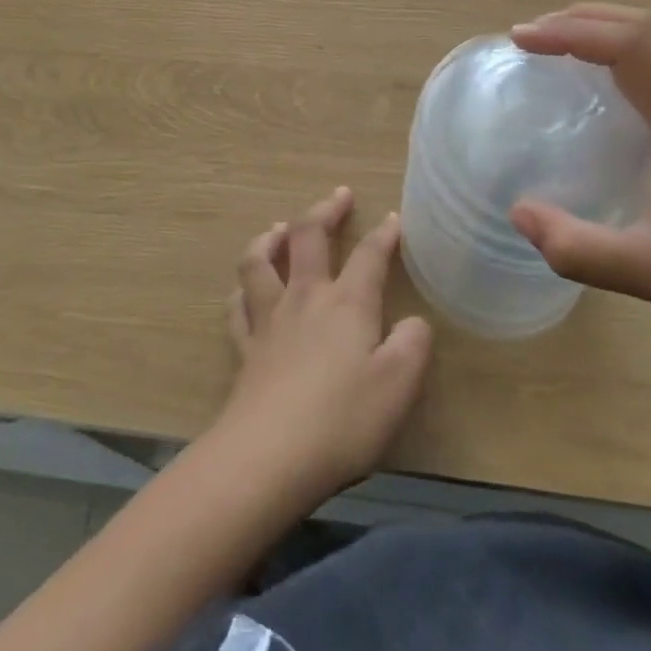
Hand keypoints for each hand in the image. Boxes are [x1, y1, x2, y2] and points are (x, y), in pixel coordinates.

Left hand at [216, 188, 433, 504]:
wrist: (270, 455)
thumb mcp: (399, 385)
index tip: (394, 218)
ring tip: (279, 228)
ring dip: (270, 238)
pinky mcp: (246, 348)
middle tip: (339, 195)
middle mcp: (305, 298)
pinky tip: (245, 288)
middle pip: (308, 237)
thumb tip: (413, 323)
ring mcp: (269, 320)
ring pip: (260, 261)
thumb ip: (412, 345)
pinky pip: (237, 306)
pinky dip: (242, 289)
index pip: (369, 255)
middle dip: (325, 210)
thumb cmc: (343, 419)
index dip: (384, 234)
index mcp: (346, 303)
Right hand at [509, 4, 650, 357]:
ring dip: (603, 30)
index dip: (571, 32)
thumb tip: (518, 213)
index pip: (631, 46)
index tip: (522, 41)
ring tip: (555, 49)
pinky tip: (600, 87)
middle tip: (530, 38)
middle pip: (645, 27)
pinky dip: (621, 54)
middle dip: (581, 19)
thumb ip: (580, 250)